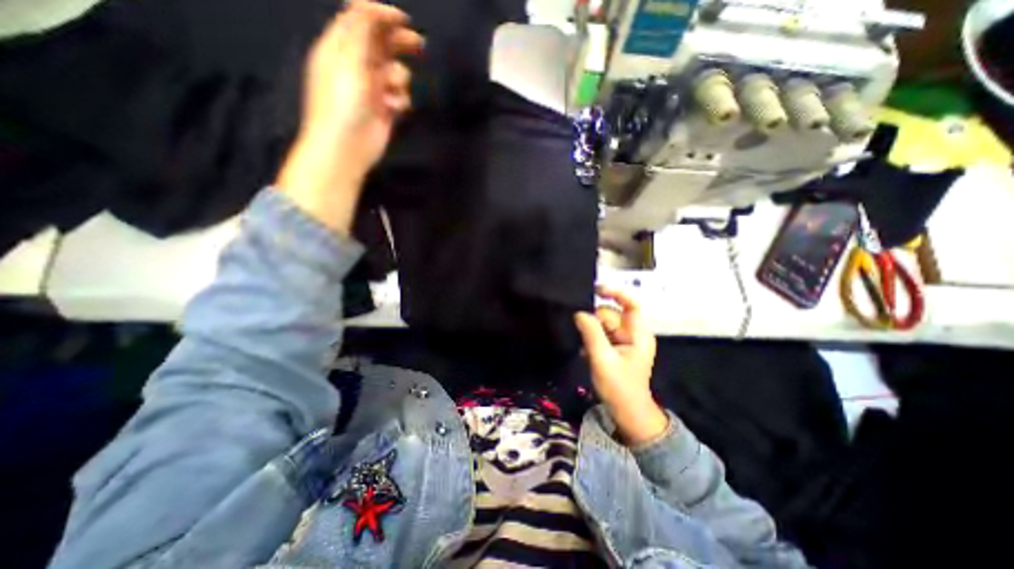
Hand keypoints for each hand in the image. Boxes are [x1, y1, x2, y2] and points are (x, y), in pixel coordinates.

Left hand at [277, 1, 422, 232]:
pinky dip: (401, 99)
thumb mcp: (347, 58)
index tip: (405, 20)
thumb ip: (360, 29)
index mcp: (340, 48)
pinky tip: (395, 108)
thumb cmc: (342, 101)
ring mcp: (372, 89)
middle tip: (419, 44)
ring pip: (395, 73)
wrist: (346, 146)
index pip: (361, 21)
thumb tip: (374, 7)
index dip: (382, 16)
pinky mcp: (385, 110)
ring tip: (393, 93)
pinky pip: (400, 96)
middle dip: (400, 43)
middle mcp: (357, 66)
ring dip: (399, 80)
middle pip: (382, 45)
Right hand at [574, 286, 670, 446]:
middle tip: (582, 335)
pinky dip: (591, 339)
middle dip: (594, 321)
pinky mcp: (616, 347)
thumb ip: (591, 333)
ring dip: (591, 332)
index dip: (615, 292)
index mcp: (638, 333)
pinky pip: (601, 334)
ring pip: (603, 324)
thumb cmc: (619, 387)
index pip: (631, 304)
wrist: (627, 412)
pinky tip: (586, 353)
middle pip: (611, 314)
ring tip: (584, 348)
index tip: (594, 290)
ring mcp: (624, 340)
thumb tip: (579, 313)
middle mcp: (632, 333)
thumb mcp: (602, 359)